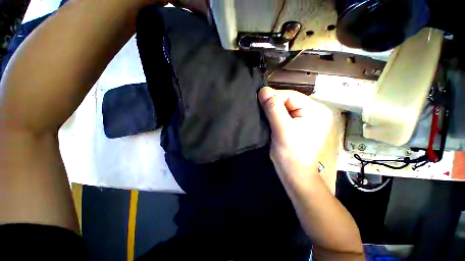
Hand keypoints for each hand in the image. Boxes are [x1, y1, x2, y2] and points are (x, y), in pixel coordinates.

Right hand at [258, 87, 333, 188]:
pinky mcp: (298, 125)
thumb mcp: (282, 129)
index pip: (290, 95)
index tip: (260, 103)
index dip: (274, 98)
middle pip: (288, 100)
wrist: (293, 173)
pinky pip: (284, 115)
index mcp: (315, 110)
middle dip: (273, 105)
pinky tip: (268, 120)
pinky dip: (274, 116)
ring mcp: (306, 119)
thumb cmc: (290, 153)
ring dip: (272, 110)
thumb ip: (273, 108)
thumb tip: (263, 90)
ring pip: (284, 107)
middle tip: (259, 110)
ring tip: (262, 114)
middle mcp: (313, 111)